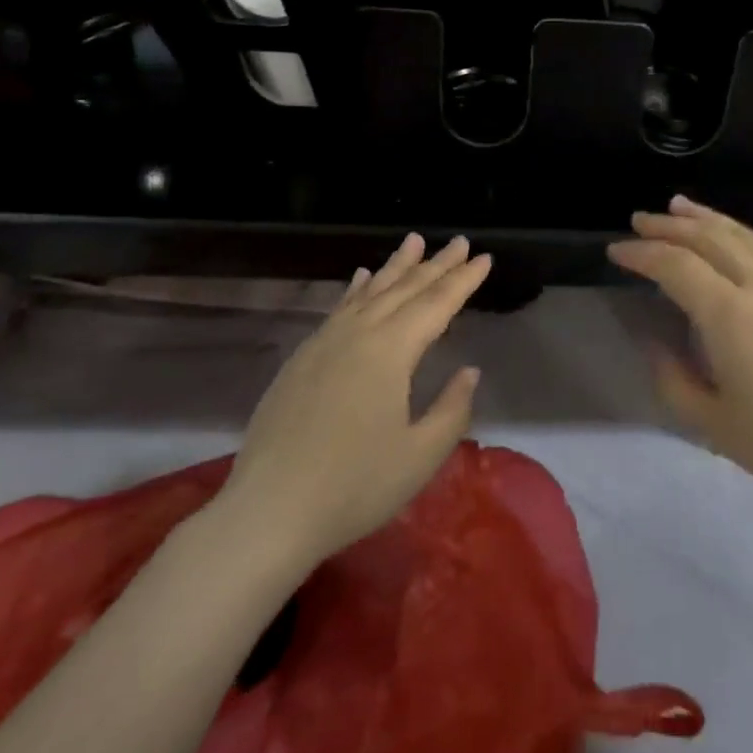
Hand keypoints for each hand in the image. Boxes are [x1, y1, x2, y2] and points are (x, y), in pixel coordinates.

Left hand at [212, 234, 490, 566]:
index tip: (484, 257)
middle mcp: (358, 334)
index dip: (463, 280)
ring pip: (369, 292)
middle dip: (435, 264)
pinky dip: (356, 288)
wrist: (269, 512)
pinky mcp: (302, 358)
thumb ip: (452, 408)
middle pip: (404, 289)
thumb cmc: (354, 487)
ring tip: (413, 240)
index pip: (436, 304)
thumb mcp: (420, 455)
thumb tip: (469, 371)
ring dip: (395, 266)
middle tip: (458, 240)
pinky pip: (339, 308)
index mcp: (390, 352)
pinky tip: (362, 276)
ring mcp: (324, 343)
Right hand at [608, 196, 752, 499]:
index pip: (675, 266)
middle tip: (639, 220)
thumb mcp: (714, 426)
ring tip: (677, 205)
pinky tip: (731, 231)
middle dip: (667, 225)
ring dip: (703, 217)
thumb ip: (674, 382)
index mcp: (729, 315)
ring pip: (739, 234)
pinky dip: (740, 230)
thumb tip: (656, 345)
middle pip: (706, 238)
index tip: (616, 252)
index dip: (641, 254)